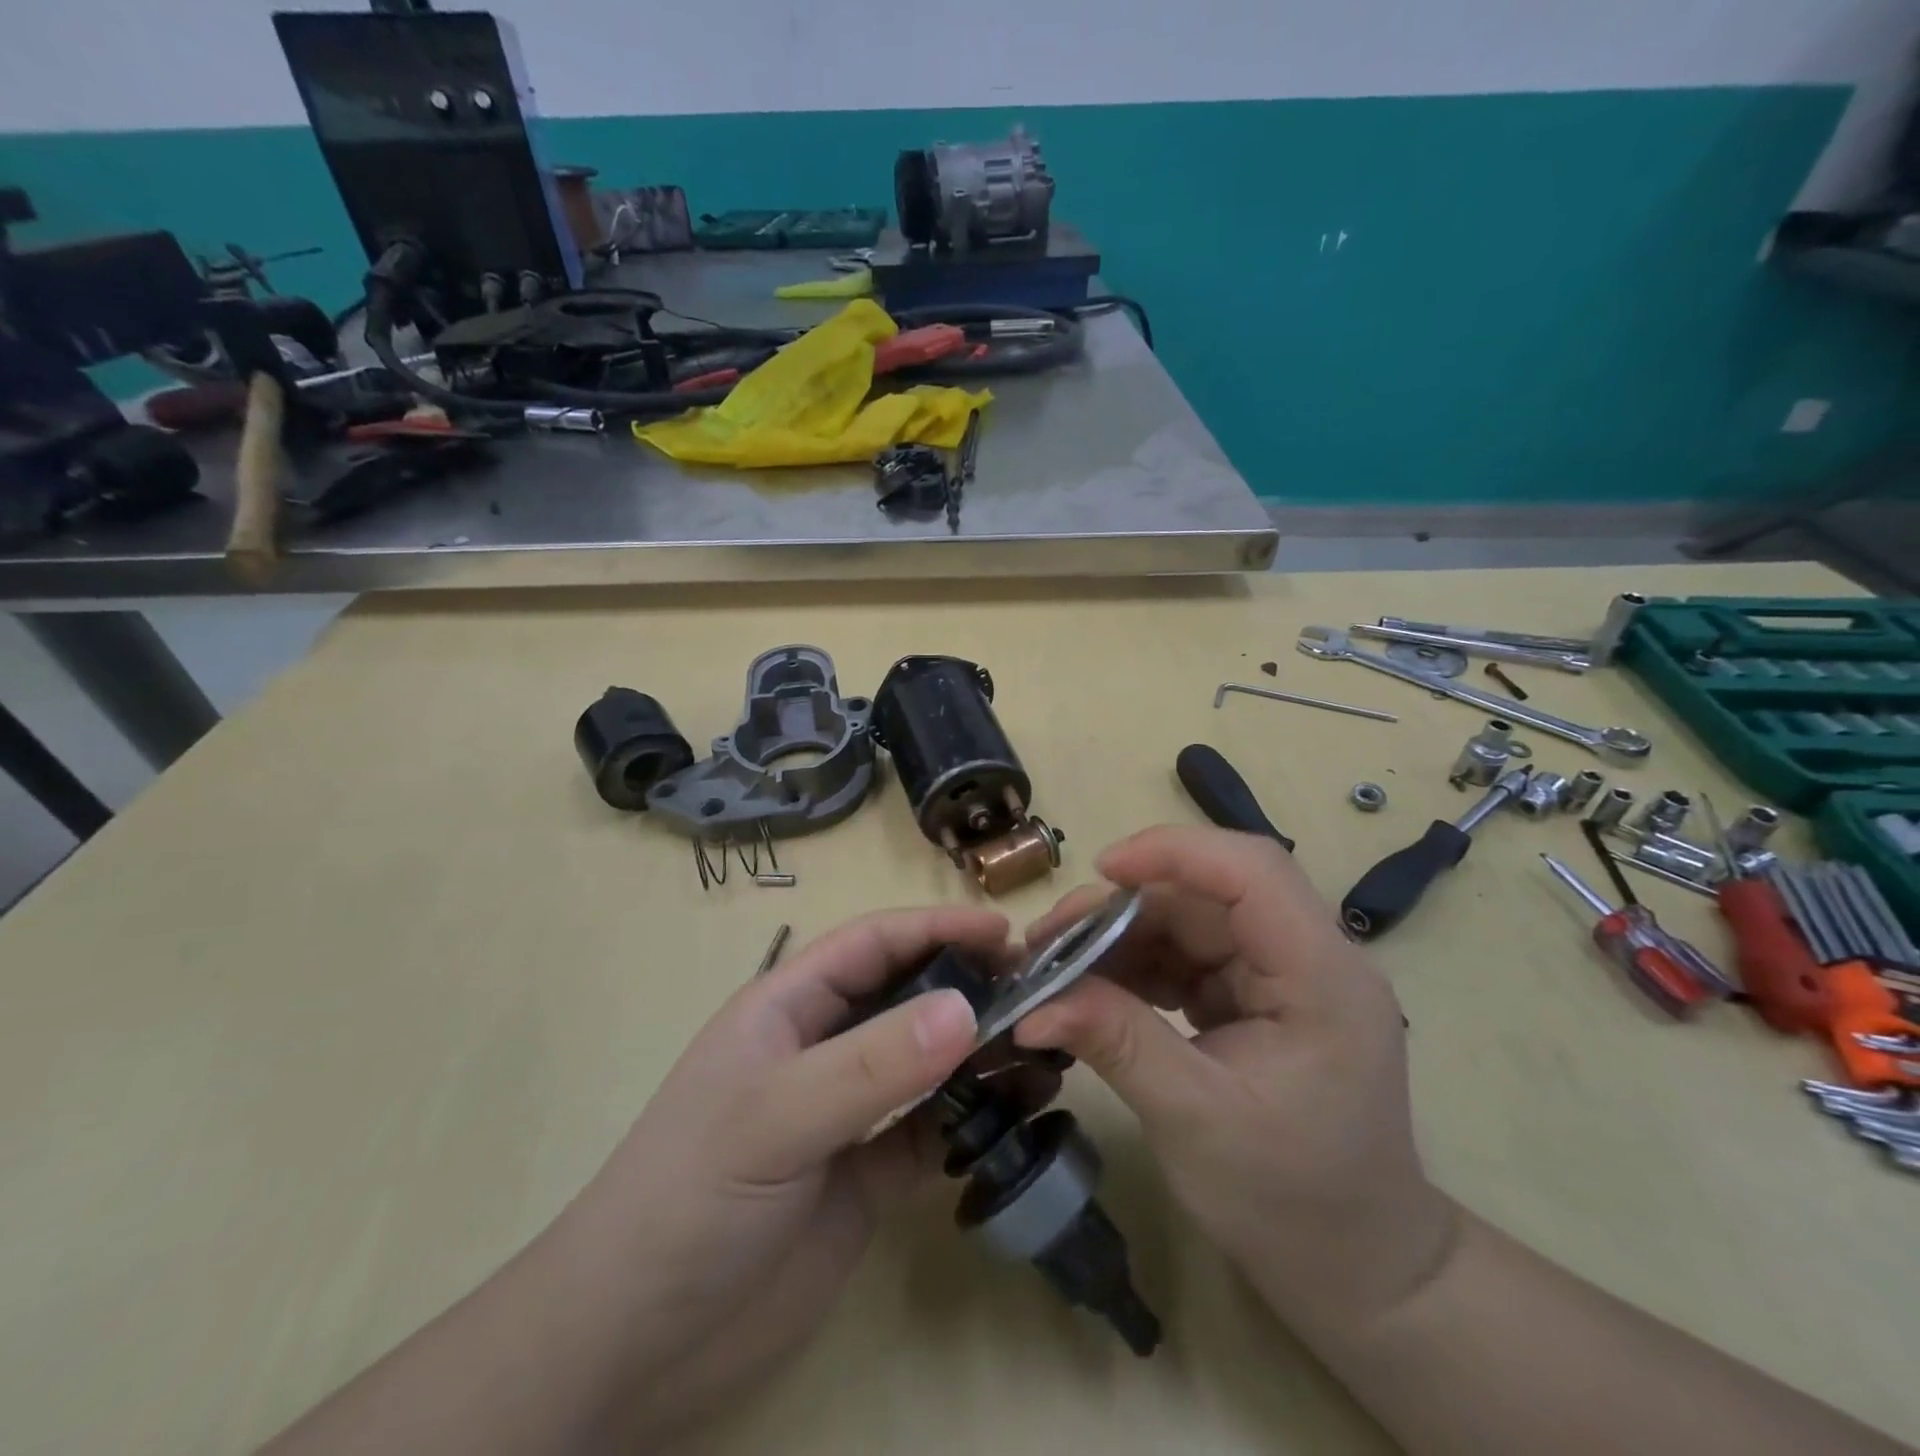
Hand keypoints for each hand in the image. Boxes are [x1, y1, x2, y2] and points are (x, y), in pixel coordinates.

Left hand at [575, 905, 1018, 1443]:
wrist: (637, 1344)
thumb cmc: (691, 1198)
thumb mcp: (776, 1117)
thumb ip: (871, 1064)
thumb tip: (966, 1008)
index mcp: (790, 1007)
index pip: (872, 944)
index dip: (936, 927)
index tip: (1005, 933)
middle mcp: (824, 1047)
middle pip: (908, 995)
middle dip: (969, 984)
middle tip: (1040, 991)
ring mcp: (850, 1110)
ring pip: (928, 1061)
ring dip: (980, 1052)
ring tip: (1045, 1050)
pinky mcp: (870, 1172)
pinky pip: (935, 1128)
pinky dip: (976, 1117)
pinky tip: (1019, 1113)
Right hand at [1013, 826, 1457, 1340]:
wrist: (1354, 1269)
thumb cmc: (1292, 1203)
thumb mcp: (1194, 1119)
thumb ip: (1118, 1044)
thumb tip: (1033, 1005)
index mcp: (1321, 977)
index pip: (1253, 872)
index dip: (1175, 852)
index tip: (1101, 870)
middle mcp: (1306, 958)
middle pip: (1206, 896)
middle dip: (1122, 908)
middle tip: (1048, 940)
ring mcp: (1278, 977)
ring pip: (1187, 922)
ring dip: (1119, 938)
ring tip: (1055, 968)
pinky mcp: (1252, 997)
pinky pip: (1185, 958)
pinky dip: (1134, 967)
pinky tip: (1091, 990)